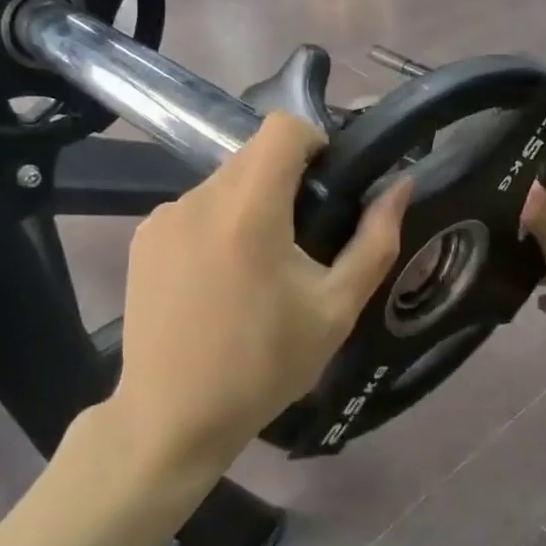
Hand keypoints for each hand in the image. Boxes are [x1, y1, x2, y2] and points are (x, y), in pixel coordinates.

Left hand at [113, 111, 410, 475]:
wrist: (173, 417)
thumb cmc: (264, 365)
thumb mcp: (336, 309)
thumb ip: (375, 241)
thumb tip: (401, 186)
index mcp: (249, 209)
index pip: (283, 128)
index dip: (315, 142)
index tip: (328, 185)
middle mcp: (200, 198)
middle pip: (254, 156)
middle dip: (286, 181)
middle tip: (303, 238)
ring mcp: (163, 217)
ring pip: (224, 184)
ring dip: (251, 206)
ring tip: (258, 269)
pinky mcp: (143, 239)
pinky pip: (194, 210)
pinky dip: (217, 226)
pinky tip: (219, 281)